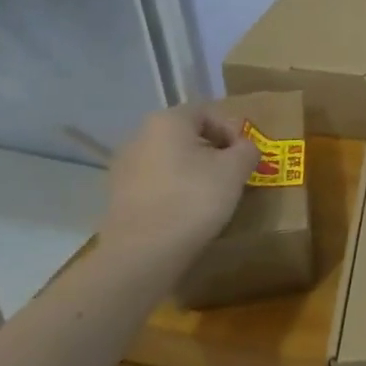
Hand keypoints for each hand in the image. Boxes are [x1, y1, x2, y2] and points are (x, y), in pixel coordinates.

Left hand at [102, 102, 260, 258]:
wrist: (143, 252)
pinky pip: (156, 183)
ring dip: (193, 171)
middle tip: (233, 174)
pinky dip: (174, 190)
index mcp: (168, 121)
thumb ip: (247, 149)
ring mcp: (124, 167)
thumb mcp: (235, 169)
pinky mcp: (118, 196)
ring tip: (211, 195)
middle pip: (186, 135)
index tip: (245, 156)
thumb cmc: (194, 198)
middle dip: (213, 151)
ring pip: (170, 160)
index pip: (207, 113)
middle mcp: (140, 136)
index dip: (232, 131)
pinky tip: (187, 211)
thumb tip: (245, 147)